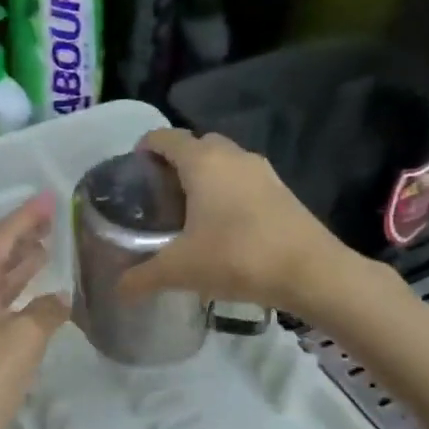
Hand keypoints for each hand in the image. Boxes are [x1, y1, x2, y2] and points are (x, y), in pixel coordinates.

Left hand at [0, 194, 68, 428]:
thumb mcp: (24, 341)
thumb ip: (46, 312)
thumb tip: (58, 299)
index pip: (1, 239)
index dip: (26, 216)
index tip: (50, 196)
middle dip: (23, 238)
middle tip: (53, 220)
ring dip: (21, 269)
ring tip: (46, 251)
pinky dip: (19, 301)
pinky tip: (38, 306)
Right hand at [116, 129, 347, 312]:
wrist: (310, 271)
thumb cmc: (236, 258)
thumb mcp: (181, 271)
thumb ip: (143, 277)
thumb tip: (118, 290)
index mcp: (202, 162)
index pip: (166, 138)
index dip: (146, 147)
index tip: (134, 168)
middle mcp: (232, 156)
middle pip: (197, 145)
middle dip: (176, 162)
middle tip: (159, 194)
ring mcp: (262, 171)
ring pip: (224, 162)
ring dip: (205, 177)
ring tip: (189, 210)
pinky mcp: (281, 190)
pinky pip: (244, 180)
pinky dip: (228, 191)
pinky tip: (223, 225)